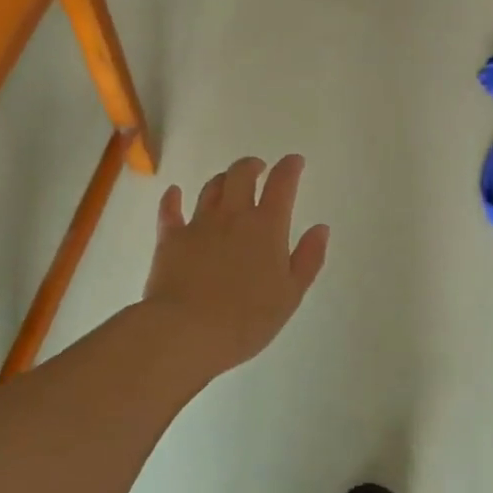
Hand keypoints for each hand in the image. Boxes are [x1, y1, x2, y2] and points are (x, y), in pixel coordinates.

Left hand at [142, 154, 329, 375]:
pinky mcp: (171, 238)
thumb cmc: (246, 319)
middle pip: (242, 174)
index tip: (294, 161)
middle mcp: (233, 215)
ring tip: (228, 183)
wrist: (186, 332)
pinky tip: (174, 192)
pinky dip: (173, 198)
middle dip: (252, 166)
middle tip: (258, 168)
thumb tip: (321, 228)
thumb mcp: (290, 295)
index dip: (290, 167)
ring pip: (211, 188)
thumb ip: (308, 259)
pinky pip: (170, 210)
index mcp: (267, 226)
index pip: (282, 184)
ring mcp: (199, 224)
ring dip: (222, 180)